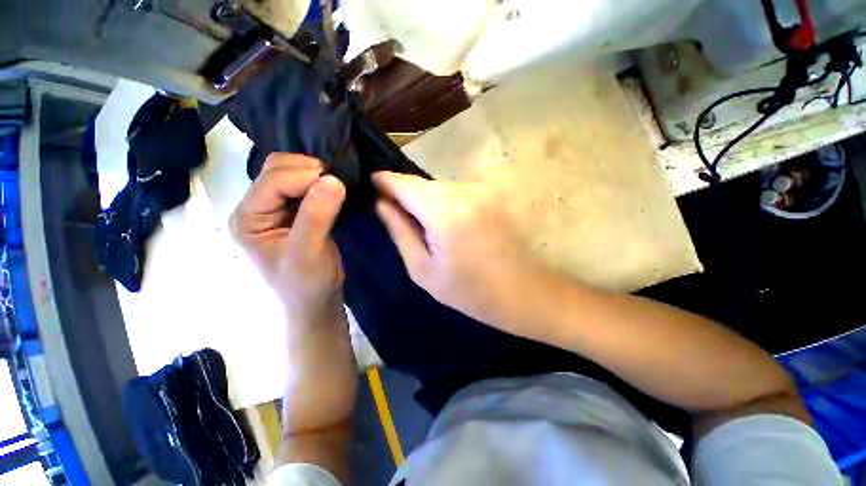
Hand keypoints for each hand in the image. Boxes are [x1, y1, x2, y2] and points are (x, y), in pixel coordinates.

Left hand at [231, 154, 346, 322]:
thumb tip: (333, 180)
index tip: (336, 183)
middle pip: (277, 170)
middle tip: (338, 182)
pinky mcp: (297, 212)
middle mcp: (258, 208)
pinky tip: (336, 190)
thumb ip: (317, 216)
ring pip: (293, 174)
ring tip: (338, 185)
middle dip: (308, 171)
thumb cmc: (305, 284)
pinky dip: (322, 183)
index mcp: (248, 218)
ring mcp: (278, 209)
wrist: (317, 301)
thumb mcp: (308, 253)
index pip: (272, 182)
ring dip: (316, 175)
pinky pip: (308, 187)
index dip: (303, 177)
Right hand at [372, 172, 548, 338]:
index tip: (370, 186)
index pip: (404, 183)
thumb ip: (399, 230)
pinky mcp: (492, 194)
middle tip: (394, 214)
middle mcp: (465, 191)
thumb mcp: (422, 268)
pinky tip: (446, 224)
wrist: (523, 292)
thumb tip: (381, 203)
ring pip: (439, 187)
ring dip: (426, 200)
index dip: (384, 182)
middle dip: (405, 195)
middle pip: (423, 184)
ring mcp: (482, 190)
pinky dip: (444, 203)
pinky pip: (456, 193)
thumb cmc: (469, 291)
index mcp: (445, 211)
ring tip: (423, 225)